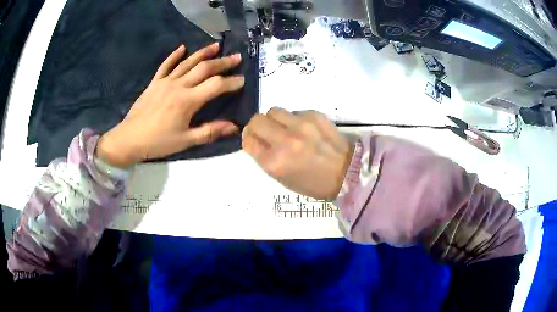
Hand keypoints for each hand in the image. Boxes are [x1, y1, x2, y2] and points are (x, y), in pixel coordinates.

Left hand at [96, 43, 244, 167]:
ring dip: (203, 53)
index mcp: (188, 101)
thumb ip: (210, 131)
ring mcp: (165, 81)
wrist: (130, 138)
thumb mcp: (186, 141)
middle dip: (222, 62)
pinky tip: (183, 48)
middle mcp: (179, 86)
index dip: (231, 82)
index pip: (215, 86)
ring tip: (217, 46)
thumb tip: (234, 127)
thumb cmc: (158, 142)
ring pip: (187, 63)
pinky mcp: (155, 82)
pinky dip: (174, 56)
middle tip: (236, 57)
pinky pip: (166, 65)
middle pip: (204, 69)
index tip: (242, 79)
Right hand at [242, 108, 353, 200]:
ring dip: (276, 120)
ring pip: (274, 110)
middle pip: (256, 120)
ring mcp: (301, 125)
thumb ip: (265, 157)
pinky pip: (294, 112)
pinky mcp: (315, 115)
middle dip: (257, 126)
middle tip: (267, 133)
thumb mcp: (282, 178)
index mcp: (275, 162)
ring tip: (287, 130)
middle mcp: (285, 141)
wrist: (347, 174)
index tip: (255, 140)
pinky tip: (306, 130)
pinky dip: (295, 120)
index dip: (249, 139)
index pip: (248, 140)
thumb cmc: (313, 183)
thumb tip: (256, 138)